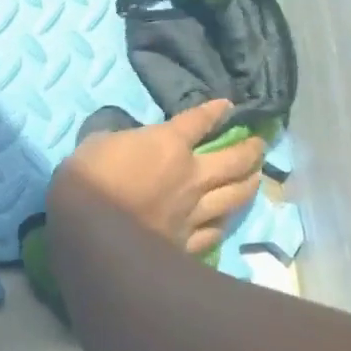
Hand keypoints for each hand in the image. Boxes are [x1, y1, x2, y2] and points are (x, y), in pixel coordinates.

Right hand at [46, 98, 264, 254]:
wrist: (92, 232)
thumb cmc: (89, 178)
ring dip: (249, 184)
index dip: (215, 112)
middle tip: (260, 144)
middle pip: (233, 160)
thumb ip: (119, 138)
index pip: (199, 121)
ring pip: (235, 196)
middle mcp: (191, 175)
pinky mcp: (189, 243)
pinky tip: (228, 220)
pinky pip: (215, 231)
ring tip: (256, 177)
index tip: (228, 106)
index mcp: (167, 144)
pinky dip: (224, 222)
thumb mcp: (96, 142)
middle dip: (250, 150)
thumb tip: (125, 139)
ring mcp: (194, 212)